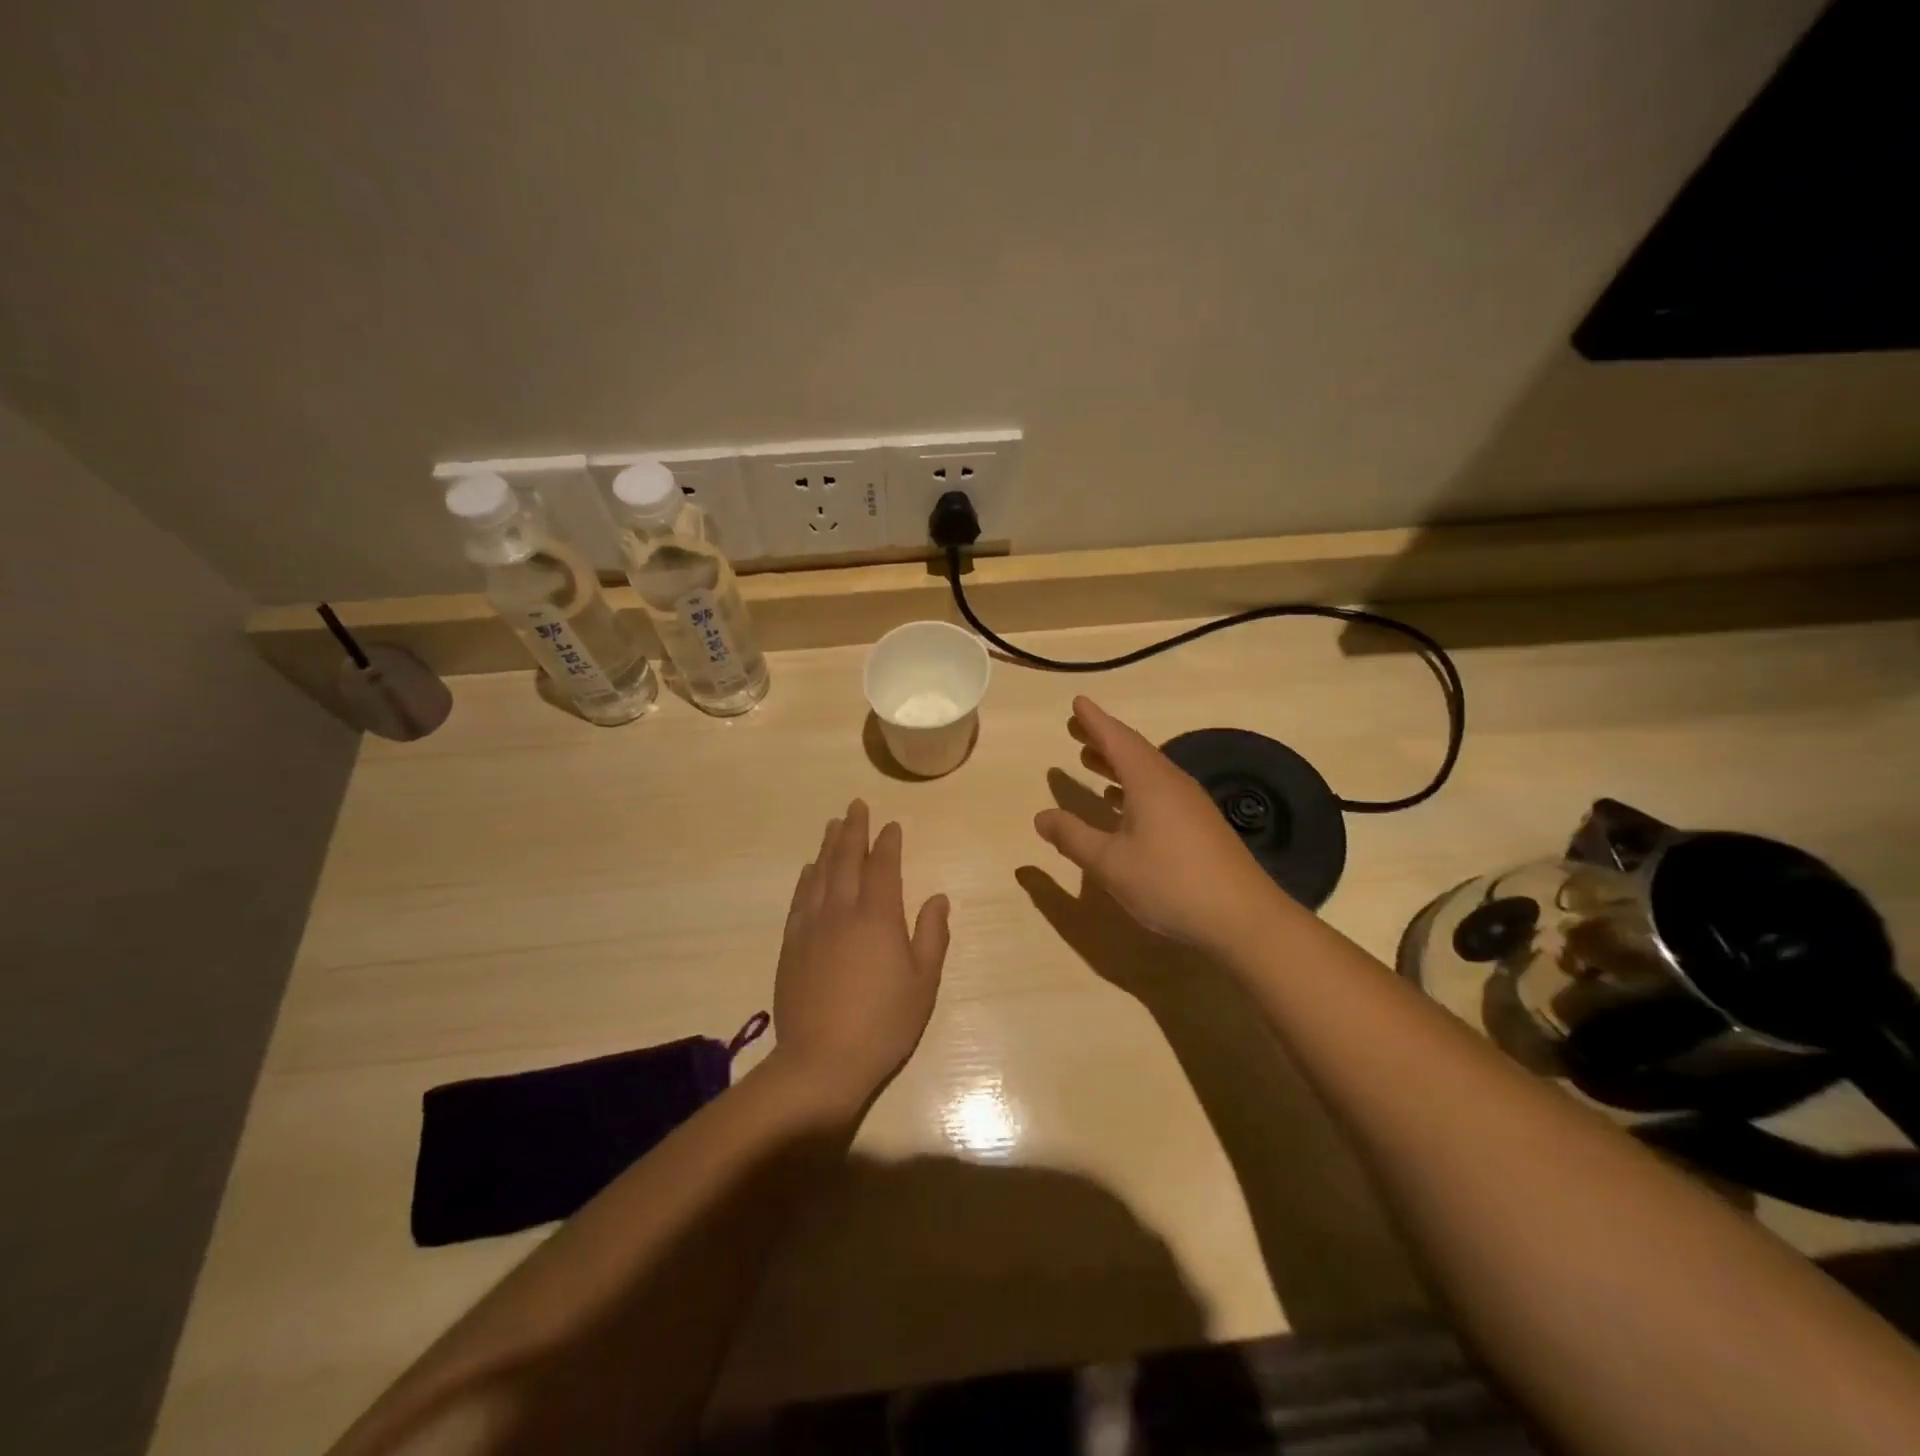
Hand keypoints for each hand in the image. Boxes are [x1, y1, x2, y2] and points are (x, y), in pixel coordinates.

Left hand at [772, 800, 950, 1103]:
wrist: (822, 1061)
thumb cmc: (884, 1023)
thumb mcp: (923, 983)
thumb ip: (931, 935)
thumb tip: (937, 898)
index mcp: (878, 917)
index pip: (883, 867)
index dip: (887, 843)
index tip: (891, 825)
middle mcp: (842, 911)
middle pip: (847, 860)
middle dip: (853, 830)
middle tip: (856, 806)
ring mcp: (812, 927)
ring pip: (820, 874)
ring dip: (828, 846)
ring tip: (833, 825)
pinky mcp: (791, 945)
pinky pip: (800, 899)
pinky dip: (807, 878)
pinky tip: (810, 869)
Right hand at [1034, 697, 1277, 947]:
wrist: (1243, 918)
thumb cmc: (1170, 882)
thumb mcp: (1110, 863)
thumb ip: (1073, 837)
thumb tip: (1041, 816)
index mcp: (1149, 782)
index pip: (1116, 739)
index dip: (1094, 721)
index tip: (1077, 702)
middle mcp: (1171, 783)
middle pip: (1133, 750)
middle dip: (1103, 739)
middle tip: (1076, 728)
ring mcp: (1190, 804)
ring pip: (1148, 772)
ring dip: (1117, 764)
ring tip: (1091, 760)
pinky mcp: (1200, 826)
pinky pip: (1159, 791)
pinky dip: (1133, 788)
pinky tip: (1122, 806)